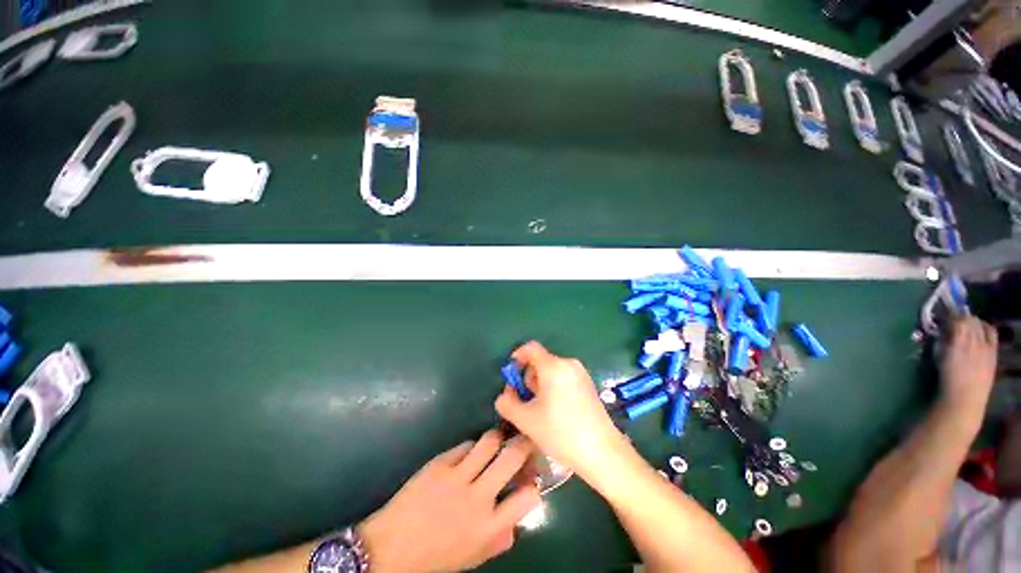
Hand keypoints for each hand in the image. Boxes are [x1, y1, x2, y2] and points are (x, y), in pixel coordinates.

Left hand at [359, 431, 540, 572]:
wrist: (390, 548)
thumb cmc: (434, 557)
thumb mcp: (472, 557)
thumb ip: (499, 539)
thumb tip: (516, 522)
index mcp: (488, 527)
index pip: (527, 497)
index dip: (534, 483)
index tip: (531, 479)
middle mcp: (478, 497)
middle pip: (512, 457)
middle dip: (524, 444)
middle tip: (524, 440)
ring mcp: (458, 476)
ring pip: (489, 441)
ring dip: (498, 438)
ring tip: (498, 441)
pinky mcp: (441, 463)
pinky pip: (466, 445)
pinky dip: (473, 447)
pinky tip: (469, 454)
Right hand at [495, 341, 624, 481]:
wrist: (603, 452)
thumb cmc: (561, 433)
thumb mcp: (526, 420)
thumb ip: (507, 404)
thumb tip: (504, 396)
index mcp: (553, 366)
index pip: (530, 348)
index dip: (517, 357)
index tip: (511, 375)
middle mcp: (568, 363)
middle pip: (540, 361)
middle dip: (528, 378)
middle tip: (525, 401)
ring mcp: (581, 373)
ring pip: (552, 371)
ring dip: (540, 385)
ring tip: (540, 410)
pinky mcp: (588, 384)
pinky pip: (564, 377)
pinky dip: (553, 387)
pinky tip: (556, 411)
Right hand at [940, 316, 997, 412]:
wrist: (965, 397)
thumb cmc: (947, 377)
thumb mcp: (939, 356)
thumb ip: (941, 340)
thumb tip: (941, 329)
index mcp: (958, 341)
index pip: (957, 319)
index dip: (950, 314)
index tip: (942, 315)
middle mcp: (975, 340)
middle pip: (970, 320)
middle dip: (961, 317)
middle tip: (953, 319)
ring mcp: (986, 346)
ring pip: (980, 324)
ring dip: (972, 321)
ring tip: (965, 324)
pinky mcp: (993, 351)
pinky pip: (991, 332)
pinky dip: (985, 327)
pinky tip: (980, 329)